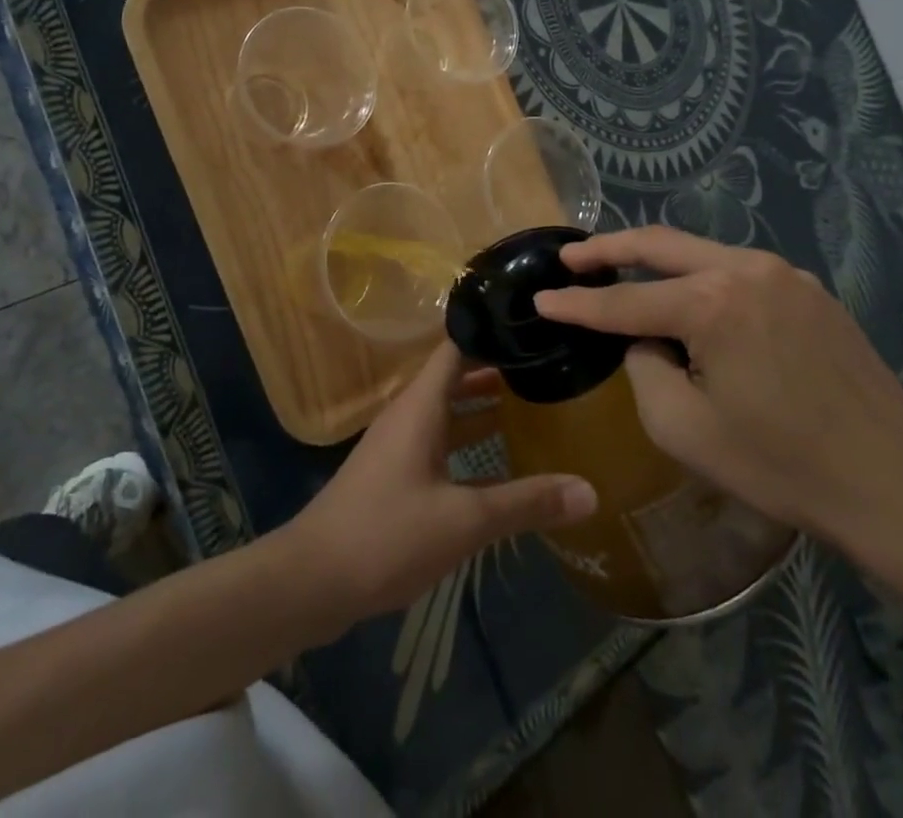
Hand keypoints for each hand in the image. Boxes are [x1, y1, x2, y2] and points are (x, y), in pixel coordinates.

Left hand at [285, 341, 597, 625]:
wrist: (312, 580)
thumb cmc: (387, 534)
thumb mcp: (464, 521)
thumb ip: (525, 503)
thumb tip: (590, 491)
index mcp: (421, 405)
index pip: (456, 346)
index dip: (490, 330)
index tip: (530, 323)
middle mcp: (409, 414)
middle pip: (456, 377)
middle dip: (497, 369)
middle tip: (545, 364)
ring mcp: (399, 444)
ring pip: (448, 411)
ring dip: (484, 407)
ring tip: (534, 404)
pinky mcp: (394, 474)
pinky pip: (439, 441)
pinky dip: (469, 441)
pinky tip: (500, 462)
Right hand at [533, 226, 902, 543]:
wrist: (894, 484)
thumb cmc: (780, 465)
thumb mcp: (684, 429)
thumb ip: (645, 369)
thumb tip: (647, 341)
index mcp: (712, 303)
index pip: (625, 301)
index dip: (577, 303)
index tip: (542, 297)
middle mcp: (747, 269)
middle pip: (660, 245)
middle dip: (609, 248)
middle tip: (572, 258)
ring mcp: (785, 275)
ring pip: (701, 253)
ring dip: (657, 261)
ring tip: (622, 273)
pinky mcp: (811, 291)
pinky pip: (739, 272)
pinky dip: (702, 279)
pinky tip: (692, 302)